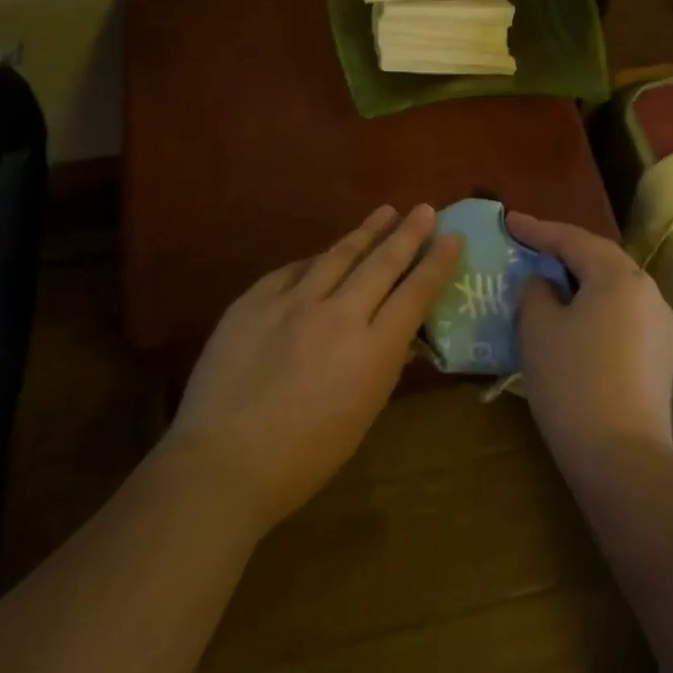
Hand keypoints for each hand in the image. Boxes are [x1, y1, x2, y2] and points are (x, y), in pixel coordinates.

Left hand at [158, 205, 461, 534]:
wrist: (220, 463)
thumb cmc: (302, 459)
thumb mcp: (361, 417)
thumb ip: (383, 368)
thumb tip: (402, 338)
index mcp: (371, 352)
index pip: (415, 294)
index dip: (437, 262)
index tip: (453, 237)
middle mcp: (338, 315)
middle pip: (382, 264)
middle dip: (409, 234)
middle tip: (425, 209)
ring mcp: (293, 302)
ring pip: (338, 255)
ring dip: (366, 231)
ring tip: (385, 212)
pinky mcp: (255, 299)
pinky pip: (293, 270)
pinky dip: (315, 260)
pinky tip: (323, 253)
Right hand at [508, 212, 672, 475]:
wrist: (623, 458)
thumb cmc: (573, 381)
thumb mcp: (539, 328)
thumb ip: (537, 292)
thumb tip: (546, 284)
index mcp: (618, 275)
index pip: (573, 239)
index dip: (537, 229)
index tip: (509, 220)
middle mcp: (647, 290)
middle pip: (599, 257)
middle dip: (562, 249)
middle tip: (529, 244)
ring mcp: (660, 324)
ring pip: (613, 285)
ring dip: (581, 278)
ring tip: (549, 278)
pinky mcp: (661, 354)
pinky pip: (622, 312)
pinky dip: (595, 304)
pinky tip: (574, 317)